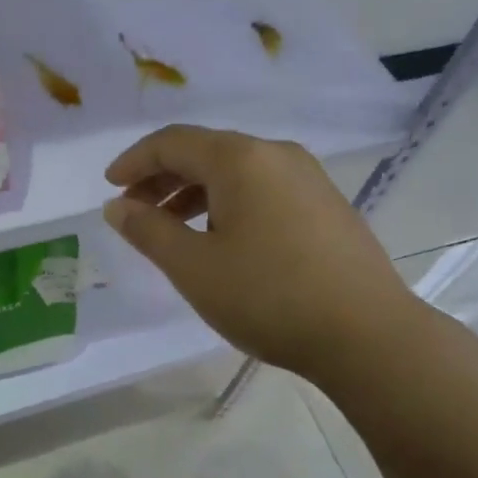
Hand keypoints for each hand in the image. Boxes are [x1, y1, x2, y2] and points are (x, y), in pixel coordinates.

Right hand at [102, 125, 422, 385]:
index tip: (109, 188)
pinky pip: (263, 190)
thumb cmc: (268, 297)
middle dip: (162, 179)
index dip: (134, 162)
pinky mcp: (327, 205)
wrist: (367, 335)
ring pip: (236, 173)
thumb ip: (148, 231)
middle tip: (134, 213)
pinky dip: (229, 205)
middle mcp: (276, 154)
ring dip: (195, 194)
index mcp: (240, 159)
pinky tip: (222, 241)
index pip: (172, 142)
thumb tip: (117, 207)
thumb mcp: (193, 267)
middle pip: (205, 152)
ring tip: (172, 231)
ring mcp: (308, 178)